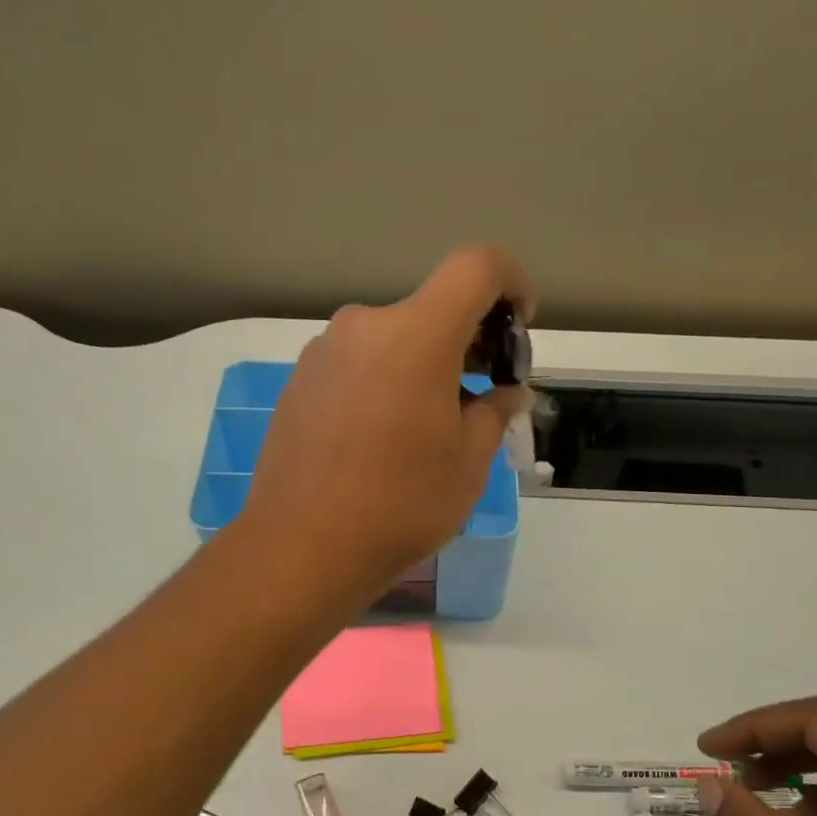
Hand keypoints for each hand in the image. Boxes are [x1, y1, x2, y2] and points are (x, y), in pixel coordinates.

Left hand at [238, 245, 533, 603]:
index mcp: (416, 334)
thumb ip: (494, 413)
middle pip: (431, 310)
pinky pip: (355, 368)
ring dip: (421, 368)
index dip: (512, 283)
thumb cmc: (400, 505)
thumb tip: (504, 393)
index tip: (518, 328)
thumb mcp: (468, 464)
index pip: (477, 266)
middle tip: (481, 397)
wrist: (302, 549)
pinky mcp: (298, 384)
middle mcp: (364, 327)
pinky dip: (382, 385)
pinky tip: (380, 442)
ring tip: (427, 430)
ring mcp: (322, 354)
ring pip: (390, 342)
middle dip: (467, 341)